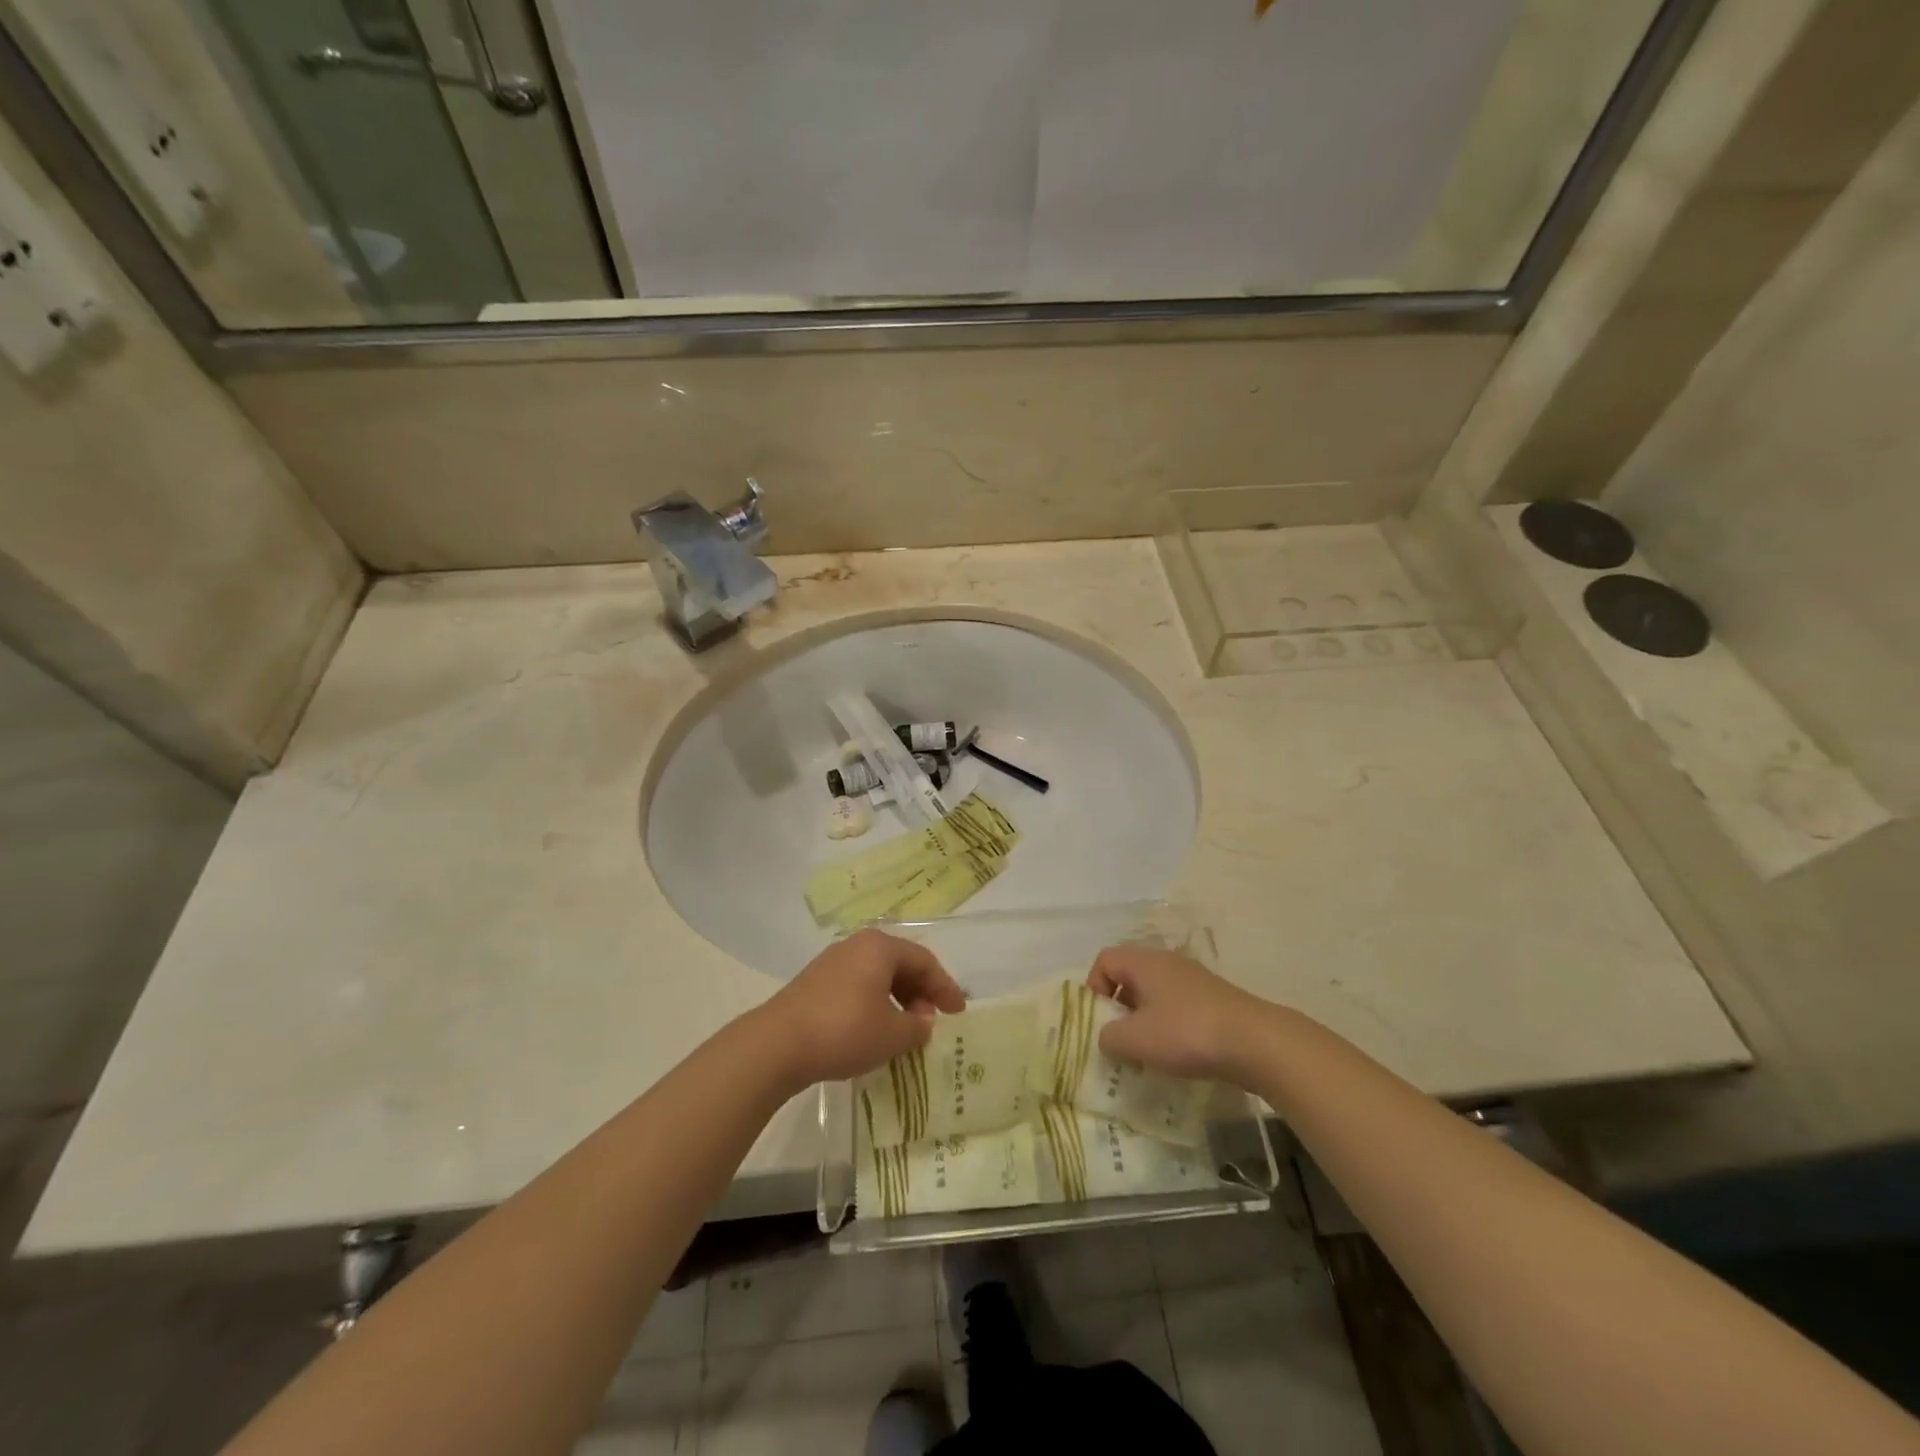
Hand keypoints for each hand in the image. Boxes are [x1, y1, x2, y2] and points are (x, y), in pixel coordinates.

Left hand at [755, 929, 967, 1090]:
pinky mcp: (814, 982)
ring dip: (897, 999)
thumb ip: (917, 1027)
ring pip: (877, 975)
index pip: (924, 960)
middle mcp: (857, 945)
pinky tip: (874, 1029)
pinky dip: (874, 1003)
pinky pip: (857, 986)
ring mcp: (832, 962)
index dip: (945, 987)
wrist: (778, 1044)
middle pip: (900, 964)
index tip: (958, 1012)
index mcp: (880, 947)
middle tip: (930, 1021)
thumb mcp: (893, 1035)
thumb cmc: (845, 1030)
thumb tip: (923, 1022)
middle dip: (920, 992)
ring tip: (904, 1029)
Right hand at [1088, 945, 1270, 1084]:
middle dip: (1119, 1007)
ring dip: (1145, 1019)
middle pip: (1130, 975)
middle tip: (1121, 1038)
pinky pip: (1178, 1005)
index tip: (1100, 1019)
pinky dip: (1170, 1026)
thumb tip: (1107, 1036)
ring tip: (1148, 1052)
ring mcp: (1194, 978)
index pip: (1105, 960)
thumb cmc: (1186, 1033)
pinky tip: (1179, 1053)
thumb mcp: (1135, 1040)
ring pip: (1155, 992)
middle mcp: (1167, 961)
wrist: (1256, 1042)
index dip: (1094, 987)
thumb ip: (1108, 1037)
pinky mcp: (1214, 999)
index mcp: (1144, 962)